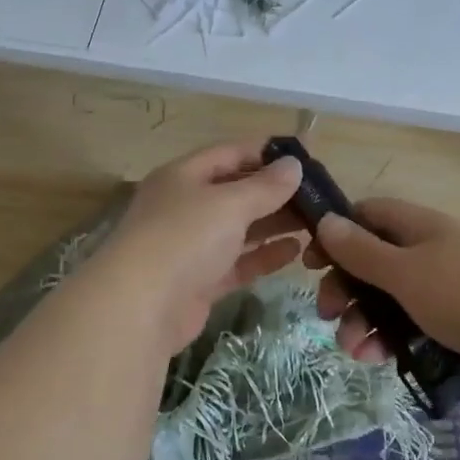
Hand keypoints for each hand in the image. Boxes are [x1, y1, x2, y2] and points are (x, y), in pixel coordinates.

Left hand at [91, 141, 305, 353]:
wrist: (141, 306)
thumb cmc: (185, 238)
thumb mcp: (229, 204)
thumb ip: (265, 186)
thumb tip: (293, 165)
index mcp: (183, 176)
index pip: (230, 153)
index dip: (266, 153)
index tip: (306, 156)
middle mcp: (185, 206)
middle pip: (236, 191)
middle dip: (276, 192)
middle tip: (318, 195)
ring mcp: (191, 246)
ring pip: (240, 228)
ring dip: (274, 224)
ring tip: (316, 222)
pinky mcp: (200, 281)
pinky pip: (238, 262)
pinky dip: (264, 255)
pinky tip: (295, 251)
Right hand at [306, 198, 459, 371]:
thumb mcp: (404, 272)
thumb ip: (362, 250)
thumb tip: (326, 221)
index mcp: (419, 227)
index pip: (367, 215)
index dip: (336, 233)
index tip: (311, 262)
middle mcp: (430, 250)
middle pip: (373, 261)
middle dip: (346, 288)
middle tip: (328, 315)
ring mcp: (446, 286)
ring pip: (390, 298)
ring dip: (365, 321)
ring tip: (355, 351)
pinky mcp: (457, 320)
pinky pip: (412, 323)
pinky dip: (392, 338)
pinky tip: (380, 360)